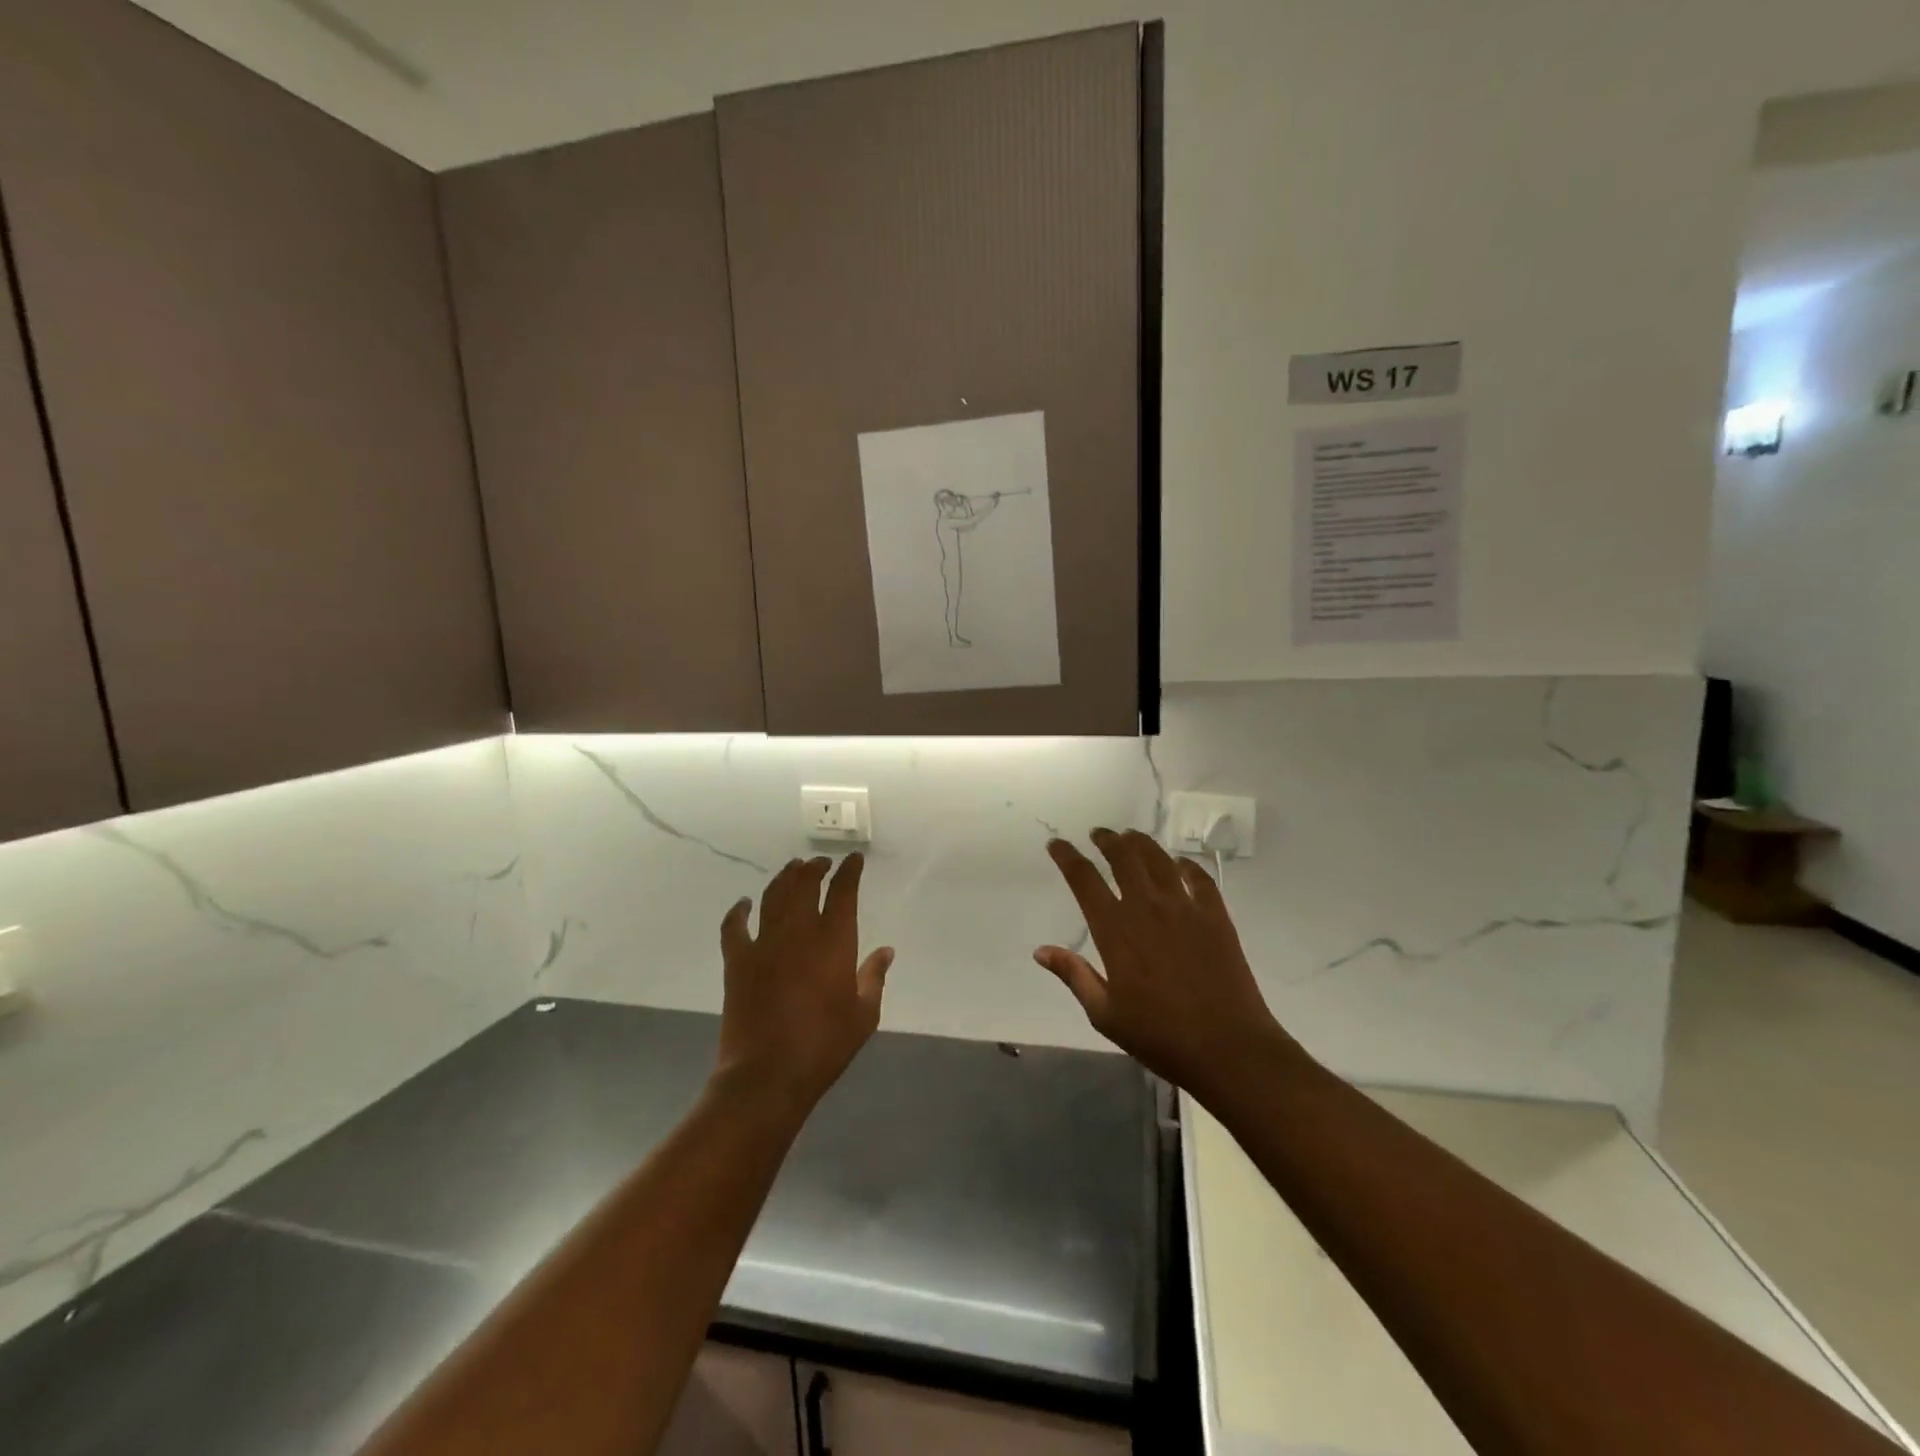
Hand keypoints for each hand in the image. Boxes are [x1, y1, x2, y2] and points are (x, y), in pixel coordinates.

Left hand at [715, 855, 893, 1116]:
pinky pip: (734, 926)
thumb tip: (886, 951)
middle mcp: (798, 931)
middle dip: (814, 868)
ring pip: (773, 896)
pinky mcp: (737, 961)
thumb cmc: (824, 1046)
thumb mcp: (864, 1015)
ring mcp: (763, 943)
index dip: (849, 871)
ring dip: (784, 878)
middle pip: (804, 884)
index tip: (853, 860)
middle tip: (820, 863)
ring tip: (792, 869)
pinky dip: (738, 911)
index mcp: (833, 941)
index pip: (843, 892)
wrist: (768, 1074)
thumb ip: (874, 977)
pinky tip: (744, 903)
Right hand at [1036, 829, 1286, 1101]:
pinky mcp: (1215, 916)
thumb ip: (1074, 975)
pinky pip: (1199, 878)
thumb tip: (1041, 950)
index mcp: (1115, 930)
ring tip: (1131, 837)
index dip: (1068, 857)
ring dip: (1141, 843)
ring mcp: (1184, 908)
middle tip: (1099, 834)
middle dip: (1107, 840)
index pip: (1084, 880)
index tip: (1057, 845)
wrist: (1227, 1047)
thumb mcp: (1104, 1013)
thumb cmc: (1159, 1036)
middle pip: (1123, 857)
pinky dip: (1186, 865)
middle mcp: (1147, 908)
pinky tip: (1180, 864)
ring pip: (1158, 859)